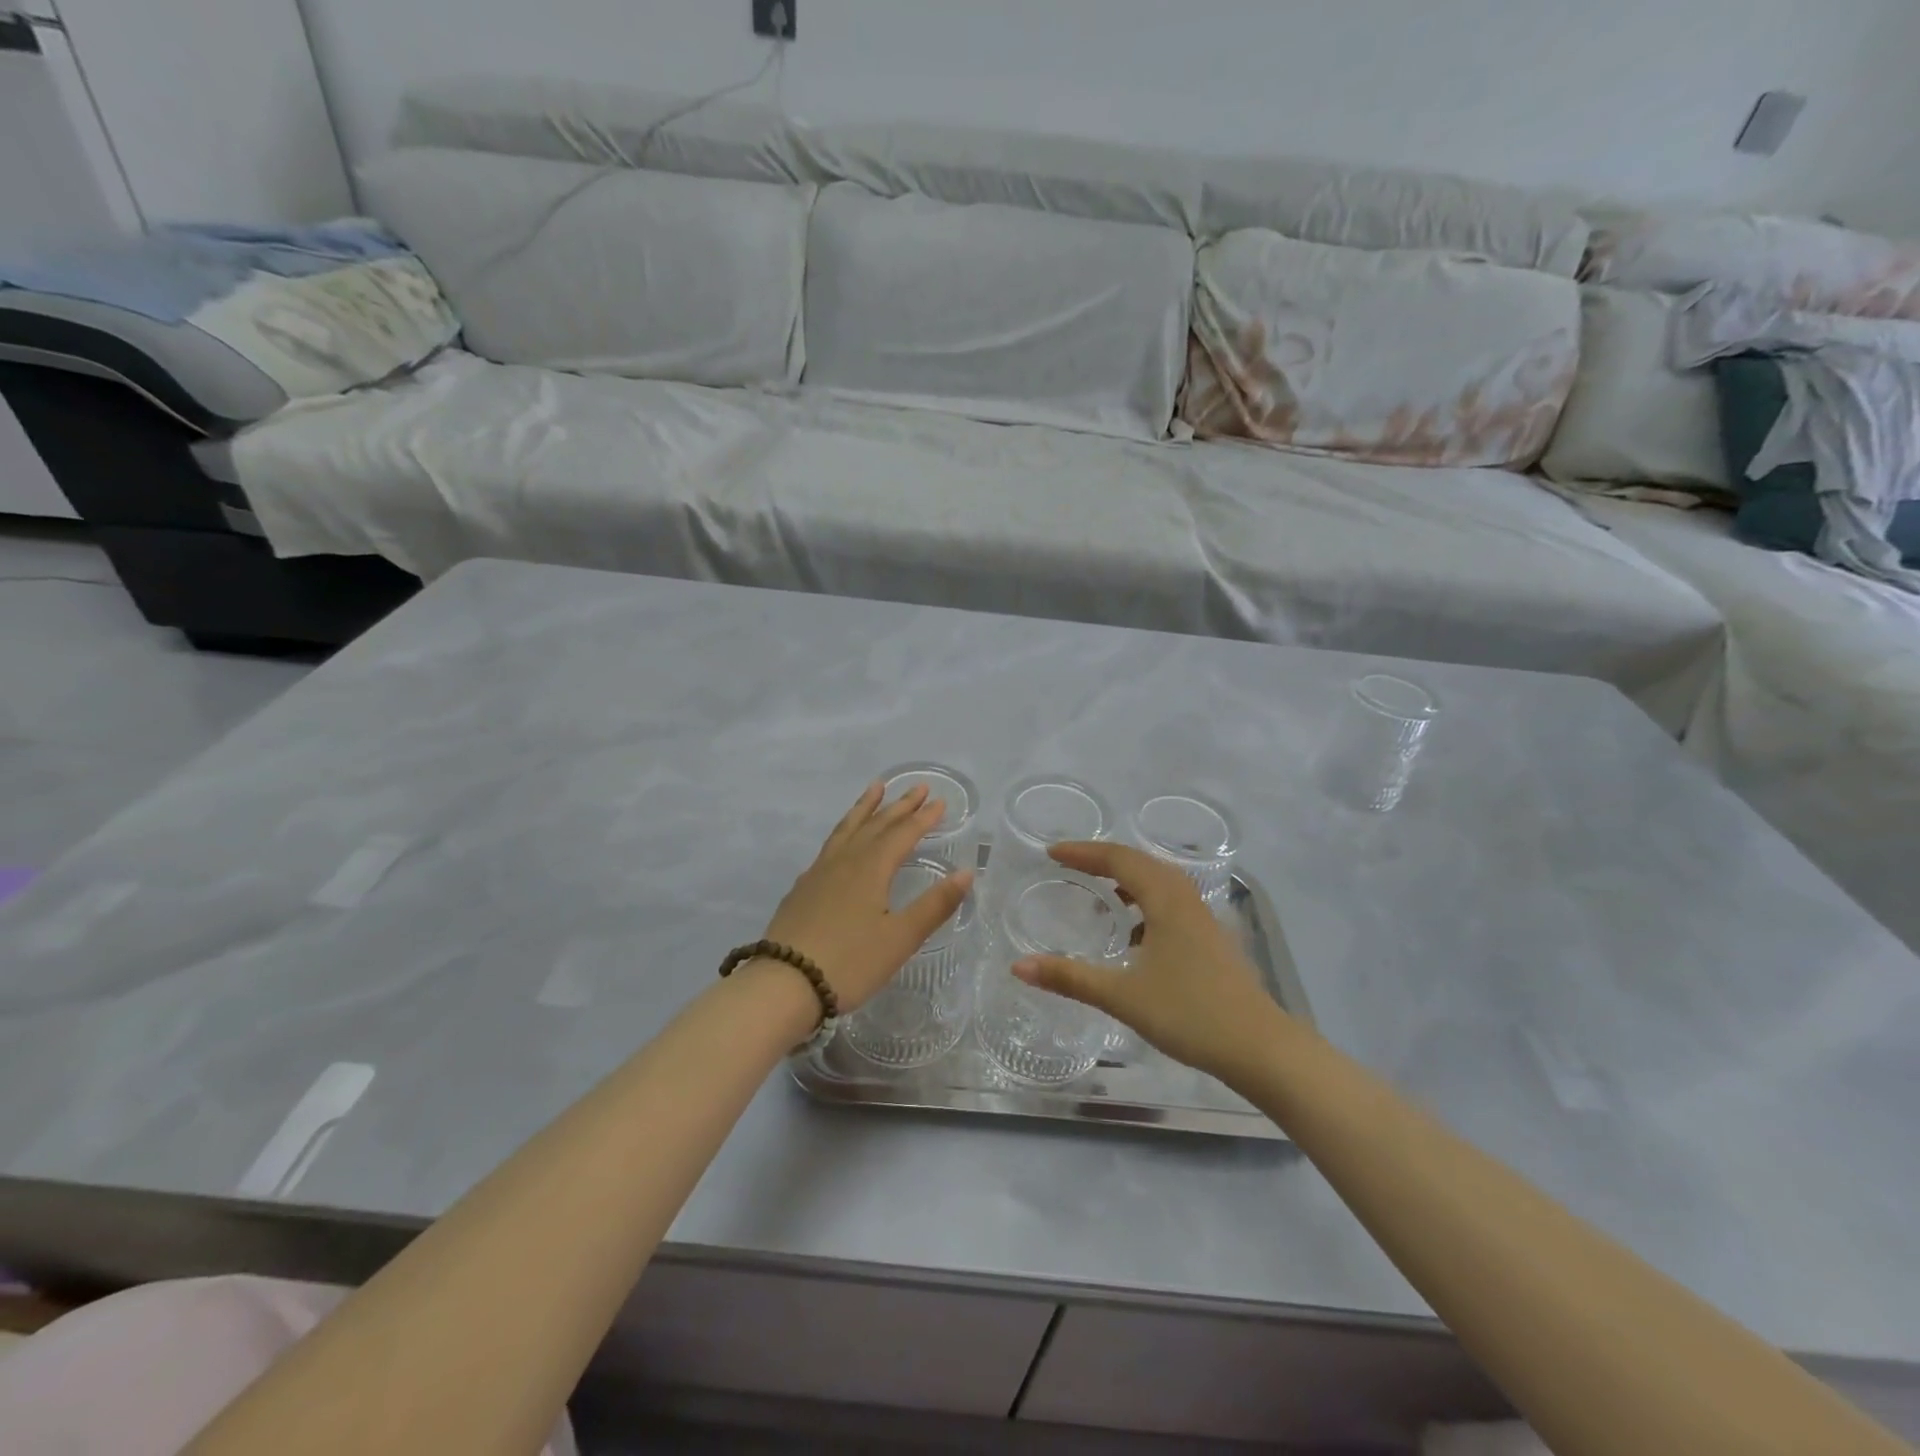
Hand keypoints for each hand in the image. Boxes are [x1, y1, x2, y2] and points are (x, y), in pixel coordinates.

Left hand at [762, 781, 974, 1013]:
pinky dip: (843, 832)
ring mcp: (819, 873)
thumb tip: (966, 872)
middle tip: (918, 787)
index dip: (923, 818)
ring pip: (847, 829)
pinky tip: (842, 842)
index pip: (903, 834)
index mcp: (871, 868)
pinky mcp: (802, 889)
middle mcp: (845, 861)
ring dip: (865, 808)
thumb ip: (935, 905)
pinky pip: (829, 846)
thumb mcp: (900, 938)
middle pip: (876, 825)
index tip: (941, 801)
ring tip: (875, 788)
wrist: (783, 984)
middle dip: (899, 805)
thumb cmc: (850, 962)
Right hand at [1012, 842, 1283, 1083]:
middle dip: (1103, 859)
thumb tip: (1018, 966)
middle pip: (1141, 862)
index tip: (1051, 852)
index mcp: (1165, 900)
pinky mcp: (1211, 939)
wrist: (1260, 1047)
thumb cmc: (1190, 1014)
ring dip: (1127, 879)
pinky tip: (1134, 934)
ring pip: (1159, 882)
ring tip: (1099, 892)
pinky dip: (1145, 902)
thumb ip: (1070, 978)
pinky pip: (1171, 903)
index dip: (1083, 852)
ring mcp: (1203, 918)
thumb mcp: (1122, 996)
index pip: (1119, 858)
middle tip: (1069, 865)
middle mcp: (1186, 899)